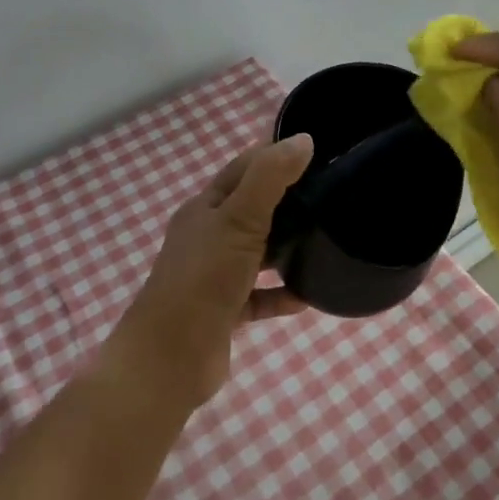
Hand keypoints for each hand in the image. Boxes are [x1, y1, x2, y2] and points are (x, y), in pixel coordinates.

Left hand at [110, 134, 313, 407]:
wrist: (169, 360)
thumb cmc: (203, 278)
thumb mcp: (238, 219)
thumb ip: (270, 178)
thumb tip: (304, 139)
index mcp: (206, 207)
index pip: (245, 168)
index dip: (276, 155)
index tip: (317, 152)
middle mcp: (208, 236)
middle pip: (253, 208)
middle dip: (288, 201)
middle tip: (330, 195)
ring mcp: (215, 275)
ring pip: (257, 252)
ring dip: (287, 247)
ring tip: (325, 240)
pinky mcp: (225, 311)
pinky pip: (260, 296)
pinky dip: (282, 293)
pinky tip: (309, 295)